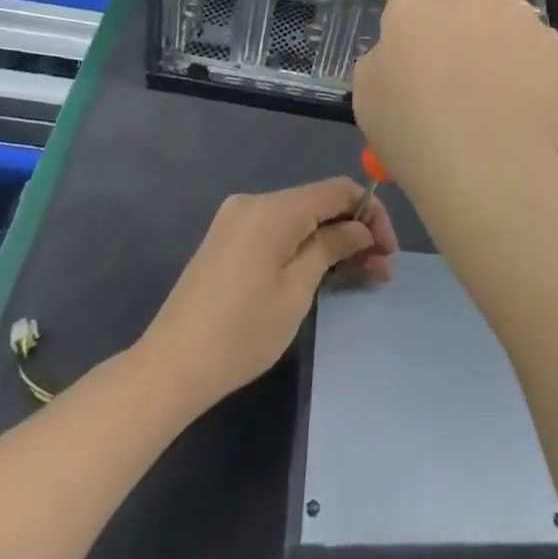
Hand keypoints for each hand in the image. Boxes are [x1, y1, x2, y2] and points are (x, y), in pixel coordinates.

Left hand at [142, 177, 396, 407]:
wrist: (169, 369)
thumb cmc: (241, 332)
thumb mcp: (297, 290)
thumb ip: (332, 247)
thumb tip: (360, 228)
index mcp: (274, 208)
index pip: (338, 190)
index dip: (371, 213)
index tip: (388, 249)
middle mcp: (255, 203)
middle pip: (319, 204)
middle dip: (354, 232)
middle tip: (381, 270)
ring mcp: (237, 220)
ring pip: (300, 220)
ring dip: (332, 243)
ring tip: (362, 276)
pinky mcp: (228, 241)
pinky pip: (279, 232)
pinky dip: (305, 247)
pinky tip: (325, 273)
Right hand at [352, 0, 557, 238]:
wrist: (487, 169)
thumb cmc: (412, 131)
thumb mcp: (366, 93)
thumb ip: (383, 56)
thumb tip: (403, 53)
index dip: (413, 25)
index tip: (415, 57)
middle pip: (460, 0)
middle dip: (457, 25)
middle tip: (455, 73)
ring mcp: (515, 14)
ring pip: (500, 19)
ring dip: (494, 41)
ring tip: (492, 90)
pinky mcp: (551, 42)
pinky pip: (532, 45)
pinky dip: (526, 63)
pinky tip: (518, 101)